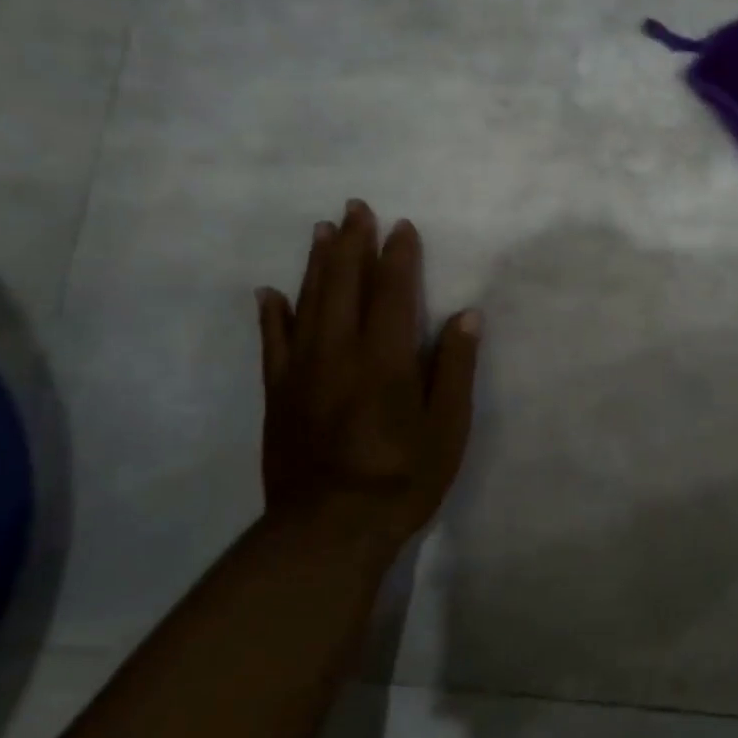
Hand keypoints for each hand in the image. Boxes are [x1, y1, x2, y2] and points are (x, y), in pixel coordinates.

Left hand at [255, 202, 480, 567]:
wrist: (328, 530)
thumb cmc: (402, 478)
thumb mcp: (447, 428)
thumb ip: (454, 368)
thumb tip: (466, 315)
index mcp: (385, 358)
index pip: (393, 292)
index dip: (399, 256)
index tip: (402, 226)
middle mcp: (340, 352)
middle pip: (345, 284)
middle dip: (353, 243)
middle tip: (355, 207)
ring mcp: (303, 371)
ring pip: (307, 303)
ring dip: (317, 263)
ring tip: (322, 231)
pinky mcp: (278, 393)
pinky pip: (272, 343)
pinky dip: (272, 314)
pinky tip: (270, 292)